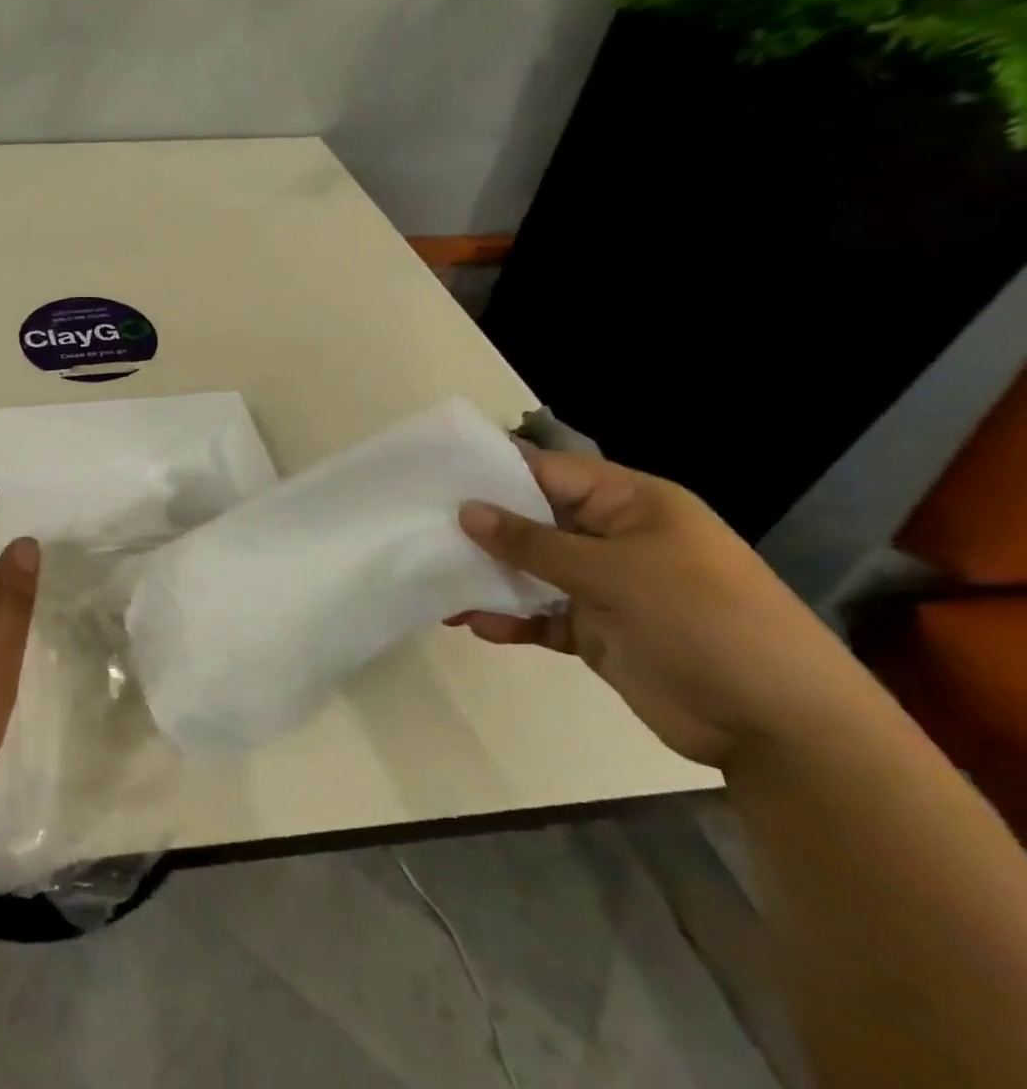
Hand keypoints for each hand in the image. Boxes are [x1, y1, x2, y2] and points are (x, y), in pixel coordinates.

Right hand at [451, 446, 863, 766]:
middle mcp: (612, 538)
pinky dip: (509, 618)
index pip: (548, 472)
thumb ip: (534, 544)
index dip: (493, 472)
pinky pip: (539, 615)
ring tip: (432, 579)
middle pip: (532, 520)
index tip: (433, 478)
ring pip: (529, 570)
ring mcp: (605, 587)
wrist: (782, 728)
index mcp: (630, 504)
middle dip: (481, 527)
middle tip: (418, 527)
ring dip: (487, 577)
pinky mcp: (596, 632)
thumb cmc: (705, 621)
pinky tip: (471, 623)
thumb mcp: (615, 573)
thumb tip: (466, 511)